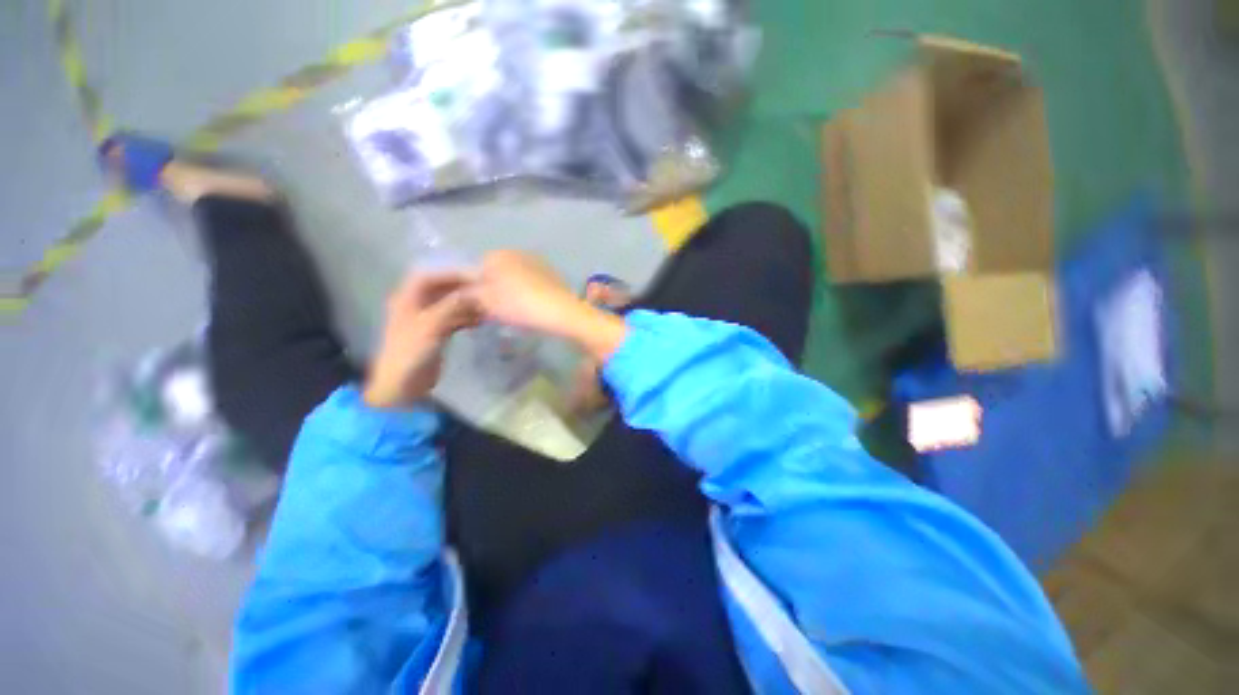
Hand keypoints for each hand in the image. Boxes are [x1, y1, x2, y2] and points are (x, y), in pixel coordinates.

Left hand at [363, 271, 480, 409]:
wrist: (401, 384)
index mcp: (407, 299)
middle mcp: (416, 306)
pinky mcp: (435, 334)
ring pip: (449, 305)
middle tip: (486, 292)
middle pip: (441, 290)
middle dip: (463, 290)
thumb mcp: (431, 325)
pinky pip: (453, 319)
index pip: (429, 277)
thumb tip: (475, 292)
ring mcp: (426, 321)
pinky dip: (466, 318)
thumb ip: (452, 306)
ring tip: (487, 307)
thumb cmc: (410, 352)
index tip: (474, 277)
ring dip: (467, 304)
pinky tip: (481, 321)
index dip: (451, 274)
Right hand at [471, 250, 579, 335]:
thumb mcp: (486, 302)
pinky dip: (528, 292)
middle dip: (493, 290)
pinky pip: (531, 282)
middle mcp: (516, 252)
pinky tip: (531, 307)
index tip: (479, 307)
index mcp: (496, 255)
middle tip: (496, 311)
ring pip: (514, 277)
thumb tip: (461, 294)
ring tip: (515, 312)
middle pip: (495, 272)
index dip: (475, 291)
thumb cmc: (519, 305)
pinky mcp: (552, 273)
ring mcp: (536, 261)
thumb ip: (468, 295)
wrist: (561, 312)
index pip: (475, 270)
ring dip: (511, 292)